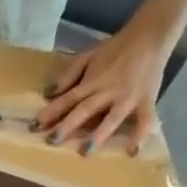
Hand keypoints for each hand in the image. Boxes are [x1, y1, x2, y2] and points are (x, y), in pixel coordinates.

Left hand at [35, 18, 174, 154]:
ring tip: (86, 152)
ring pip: (112, 118)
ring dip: (99, 135)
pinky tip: (132, 151)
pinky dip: (140, 135)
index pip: (68, 99)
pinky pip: (145, 119)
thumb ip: (69, 74)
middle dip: (68, 126)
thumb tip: (49, 93)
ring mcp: (128, 97)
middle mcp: (108, 91)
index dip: (51, 113)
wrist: (151, 34)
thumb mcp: (89, 55)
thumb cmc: (116, 48)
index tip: (34, 127)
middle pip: (85, 110)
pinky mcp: (146, 100)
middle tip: (52, 141)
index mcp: (92, 82)